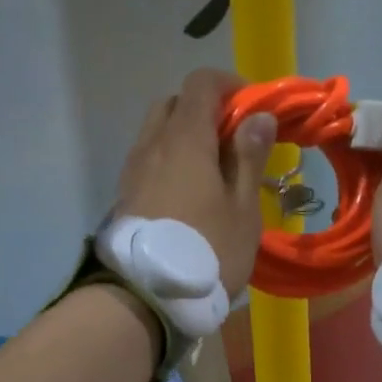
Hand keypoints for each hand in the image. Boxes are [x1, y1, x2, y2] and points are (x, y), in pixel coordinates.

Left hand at [117, 68, 276, 296]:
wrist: (145, 297)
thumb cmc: (207, 250)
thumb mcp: (242, 208)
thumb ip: (249, 158)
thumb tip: (257, 116)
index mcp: (185, 139)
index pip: (201, 84)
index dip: (230, 85)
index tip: (253, 109)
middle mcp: (152, 145)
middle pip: (174, 104)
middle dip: (204, 110)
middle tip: (232, 140)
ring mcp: (132, 171)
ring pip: (156, 132)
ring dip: (184, 137)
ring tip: (212, 172)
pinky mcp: (124, 196)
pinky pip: (148, 161)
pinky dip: (169, 161)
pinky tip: (188, 195)